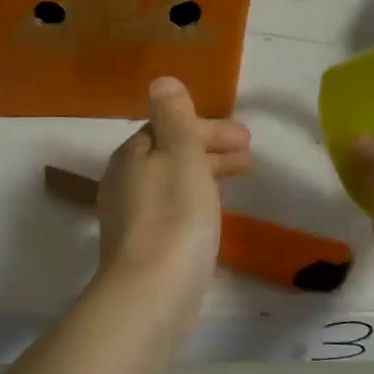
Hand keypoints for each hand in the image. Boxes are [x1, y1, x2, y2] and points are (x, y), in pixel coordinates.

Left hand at [96, 76, 252, 324]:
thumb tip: (161, 81)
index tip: (246, 139)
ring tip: (241, 182)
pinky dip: (195, 200)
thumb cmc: (174, 216)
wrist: (151, 292)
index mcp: (132, 155)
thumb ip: (174, 117)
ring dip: (206, 174)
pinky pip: (172, 208)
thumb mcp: (181, 155)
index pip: (170, 128)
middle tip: (250, 158)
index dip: (209, 129)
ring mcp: (129, 217)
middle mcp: (124, 181)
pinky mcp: (141, 247)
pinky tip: (212, 215)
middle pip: (170, 154)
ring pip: (172, 182)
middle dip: (210, 150)